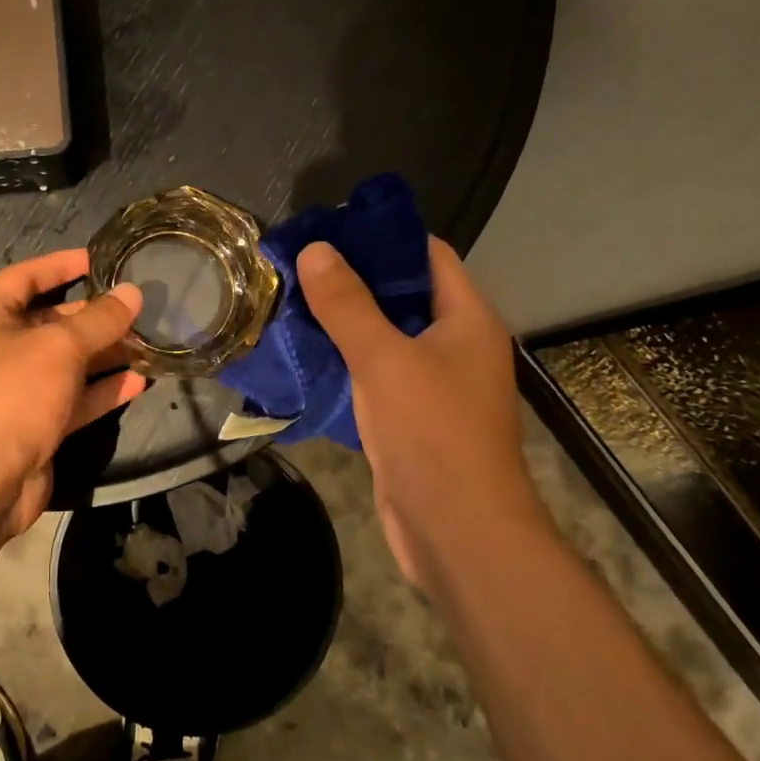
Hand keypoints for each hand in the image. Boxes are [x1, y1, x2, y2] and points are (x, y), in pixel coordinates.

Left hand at [0, 249, 145, 534]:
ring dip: (105, 354)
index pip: (24, 277)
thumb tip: (134, 293)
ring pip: (69, 363)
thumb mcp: (59, 346)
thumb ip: (99, 320)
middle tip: (137, 307)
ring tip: (148, 341)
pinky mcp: (38, 426)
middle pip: (51, 322)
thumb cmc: (12, 393)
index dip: (60, 265)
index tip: (99, 259)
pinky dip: (104, 391)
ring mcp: (19, 391)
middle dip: (94, 315)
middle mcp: (1, 351)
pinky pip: (75, 399)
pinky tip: (140, 381)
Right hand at [296, 237, 541, 588]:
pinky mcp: (413, 416)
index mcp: (466, 319)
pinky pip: (377, 373)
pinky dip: (346, 360)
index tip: (332, 228)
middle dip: (354, 279)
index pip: (427, 255)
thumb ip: (348, 304)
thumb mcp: (384, 360)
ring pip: (387, 336)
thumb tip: (317, 249)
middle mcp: (456, 344)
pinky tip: (306, 353)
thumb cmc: (432, 434)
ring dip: (346, 321)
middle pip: (403, 294)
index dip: (383, 237)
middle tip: (300, 265)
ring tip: (293, 301)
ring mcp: (435, 383)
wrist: (458, 532)